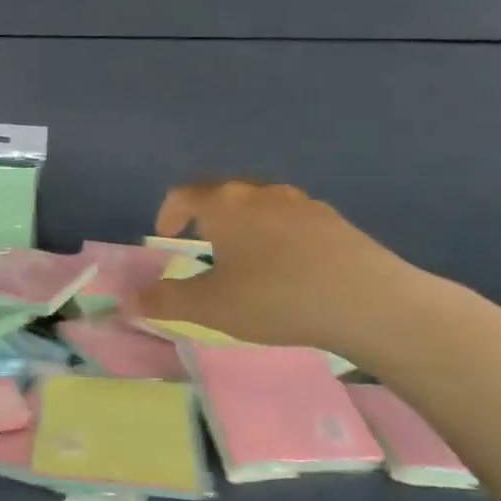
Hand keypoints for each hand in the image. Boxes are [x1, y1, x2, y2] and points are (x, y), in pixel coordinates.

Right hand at [129, 180, 423, 355]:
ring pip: (259, 205)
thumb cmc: (275, 297)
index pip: (183, 194)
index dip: (168, 213)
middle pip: (222, 193)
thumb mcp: (210, 307)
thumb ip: (165, 301)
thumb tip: (130, 299)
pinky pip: (292, 219)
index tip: (166, 236)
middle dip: (206, 215)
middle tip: (202, 244)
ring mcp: (302, 203)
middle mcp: (260, 192)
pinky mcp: (334, 220)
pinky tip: (289, 268)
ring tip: (246, 257)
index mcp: (224, 204)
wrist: (369, 302)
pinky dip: (278, 235)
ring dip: (244, 224)